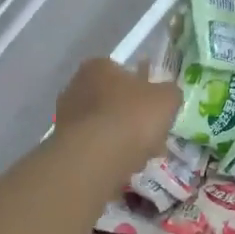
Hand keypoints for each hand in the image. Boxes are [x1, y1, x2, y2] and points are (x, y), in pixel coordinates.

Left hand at [55, 58, 178, 168]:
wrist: (95, 158)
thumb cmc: (132, 117)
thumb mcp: (167, 98)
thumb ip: (170, 92)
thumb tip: (167, 95)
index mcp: (99, 66)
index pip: (125, 72)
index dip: (145, 90)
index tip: (157, 109)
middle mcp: (76, 85)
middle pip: (115, 101)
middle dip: (134, 118)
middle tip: (153, 135)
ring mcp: (66, 116)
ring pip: (106, 125)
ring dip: (124, 138)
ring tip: (142, 156)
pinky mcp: (64, 144)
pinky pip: (96, 146)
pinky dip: (110, 154)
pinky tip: (124, 166)